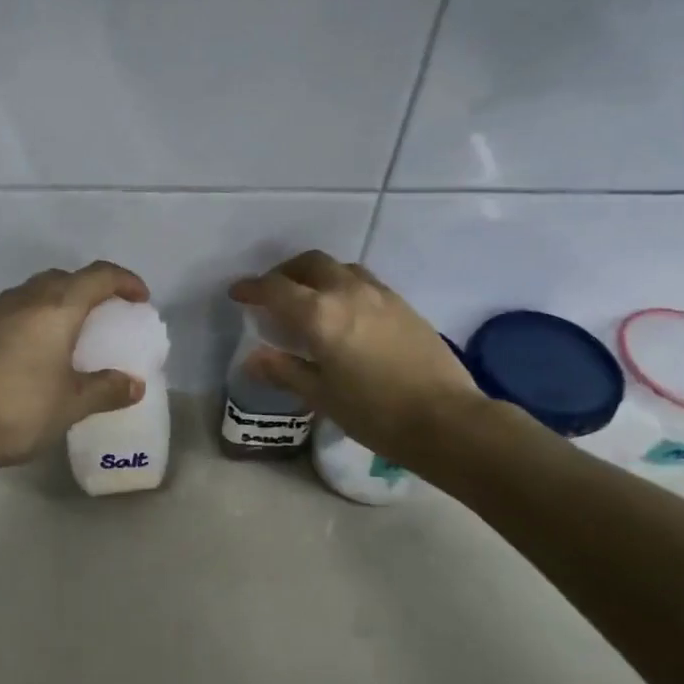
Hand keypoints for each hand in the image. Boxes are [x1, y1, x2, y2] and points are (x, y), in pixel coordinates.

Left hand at [0, 261, 150, 470]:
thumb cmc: (19, 411)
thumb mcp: (72, 404)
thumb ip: (107, 389)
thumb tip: (134, 385)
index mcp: (55, 309)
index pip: (98, 276)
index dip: (125, 281)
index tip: (141, 299)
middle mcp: (25, 300)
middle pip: (66, 277)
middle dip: (92, 288)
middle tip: (109, 314)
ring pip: (38, 289)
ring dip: (63, 299)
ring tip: (75, 330)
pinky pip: (18, 307)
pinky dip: (39, 315)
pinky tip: (40, 348)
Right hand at [230, 250, 482, 459]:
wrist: (446, 420)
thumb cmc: (375, 413)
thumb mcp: (321, 396)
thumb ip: (285, 371)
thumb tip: (252, 359)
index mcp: (320, 315)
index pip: (275, 289)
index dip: (251, 288)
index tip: (237, 293)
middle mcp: (348, 293)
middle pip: (310, 264)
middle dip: (285, 273)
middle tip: (274, 293)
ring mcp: (380, 295)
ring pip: (341, 268)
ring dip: (318, 275)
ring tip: (311, 299)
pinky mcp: (404, 305)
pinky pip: (365, 281)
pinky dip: (344, 286)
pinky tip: (347, 313)